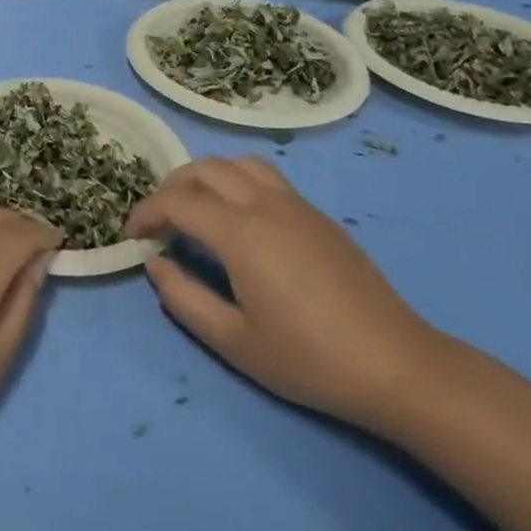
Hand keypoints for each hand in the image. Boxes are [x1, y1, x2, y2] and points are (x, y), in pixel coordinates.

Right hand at [128, 157, 444, 429]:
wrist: (397, 366)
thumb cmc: (309, 359)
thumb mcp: (234, 341)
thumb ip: (184, 298)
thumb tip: (157, 264)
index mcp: (241, 233)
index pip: (178, 202)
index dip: (147, 213)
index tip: (132, 236)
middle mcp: (266, 205)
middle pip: (206, 169)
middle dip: (172, 187)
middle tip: (159, 220)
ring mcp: (297, 206)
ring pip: (239, 164)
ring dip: (207, 177)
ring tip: (196, 209)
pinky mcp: (319, 216)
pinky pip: (267, 179)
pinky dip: (237, 183)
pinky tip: (240, 221)